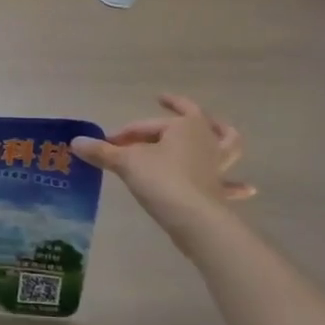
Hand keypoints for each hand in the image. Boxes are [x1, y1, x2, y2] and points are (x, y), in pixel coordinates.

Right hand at [72, 95, 254, 246]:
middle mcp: (206, 140)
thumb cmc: (162, 180)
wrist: (194, 220)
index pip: (148, 125)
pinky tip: (249, 187)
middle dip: (179, 112)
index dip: (127, 132)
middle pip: (193, 120)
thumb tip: (74, 142)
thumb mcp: (126, 162)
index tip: (109, 143)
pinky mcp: (220, 190)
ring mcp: (217, 165)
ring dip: (222, 134)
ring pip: (227, 143)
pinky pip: (231, 184)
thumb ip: (102, 152)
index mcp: (186, 125)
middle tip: (166, 105)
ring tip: (218, 127)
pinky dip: (238, 185)